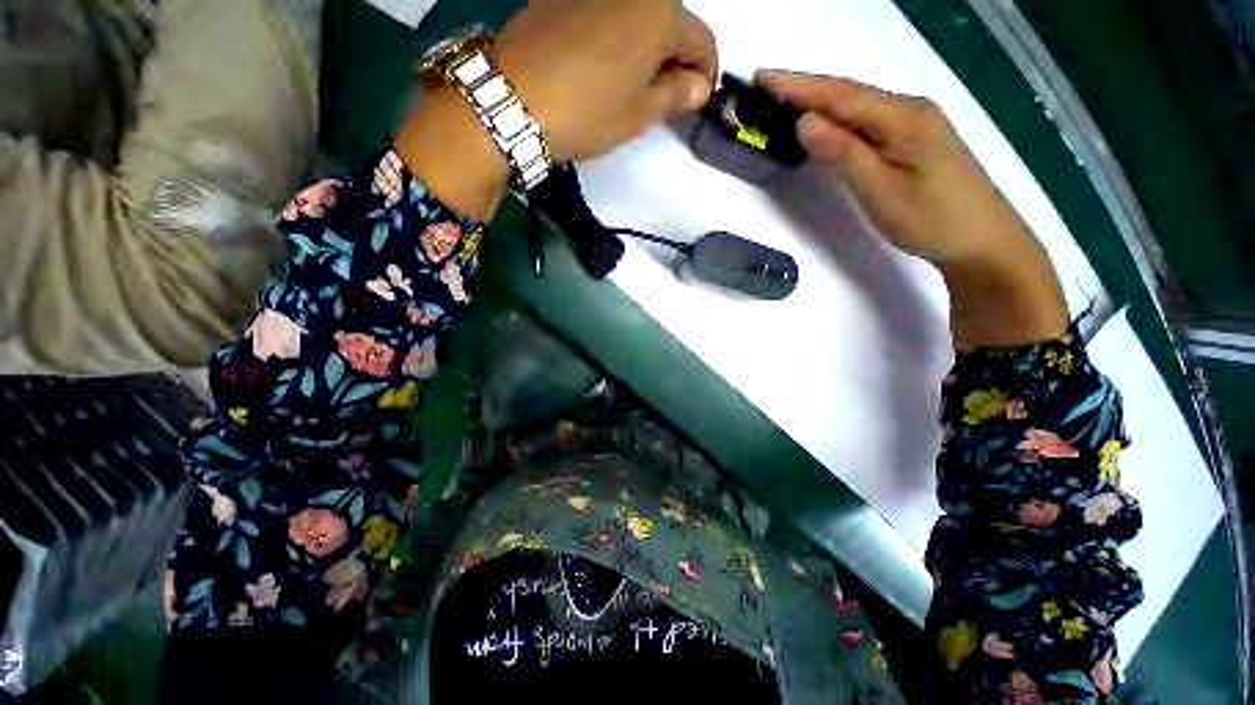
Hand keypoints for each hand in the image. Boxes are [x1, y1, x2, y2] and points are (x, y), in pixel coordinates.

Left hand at [496, 0, 717, 162]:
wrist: (512, 99)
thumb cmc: (587, 112)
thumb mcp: (639, 114)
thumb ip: (676, 95)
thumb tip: (698, 85)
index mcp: (660, 13)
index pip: (702, 41)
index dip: (705, 75)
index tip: (696, 101)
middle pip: (672, 22)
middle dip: (675, 59)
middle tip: (663, 97)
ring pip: (639, 16)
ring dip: (647, 48)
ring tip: (631, 85)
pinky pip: (608, 13)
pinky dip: (618, 37)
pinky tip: (604, 65)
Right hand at [756, 70, 1066, 348]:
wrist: (982, 240)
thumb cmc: (931, 219)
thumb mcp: (881, 191)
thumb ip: (843, 154)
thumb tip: (805, 123)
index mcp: (902, 117)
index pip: (840, 95)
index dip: (798, 86)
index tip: (761, 78)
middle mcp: (908, 109)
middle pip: (849, 93)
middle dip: (804, 88)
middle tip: (764, 87)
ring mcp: (914, 123)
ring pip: (858, 106)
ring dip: (820, 101)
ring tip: (784, 101)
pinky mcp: (913, 139)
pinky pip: (868, 120)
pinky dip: (839, 118)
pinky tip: (825, 123)